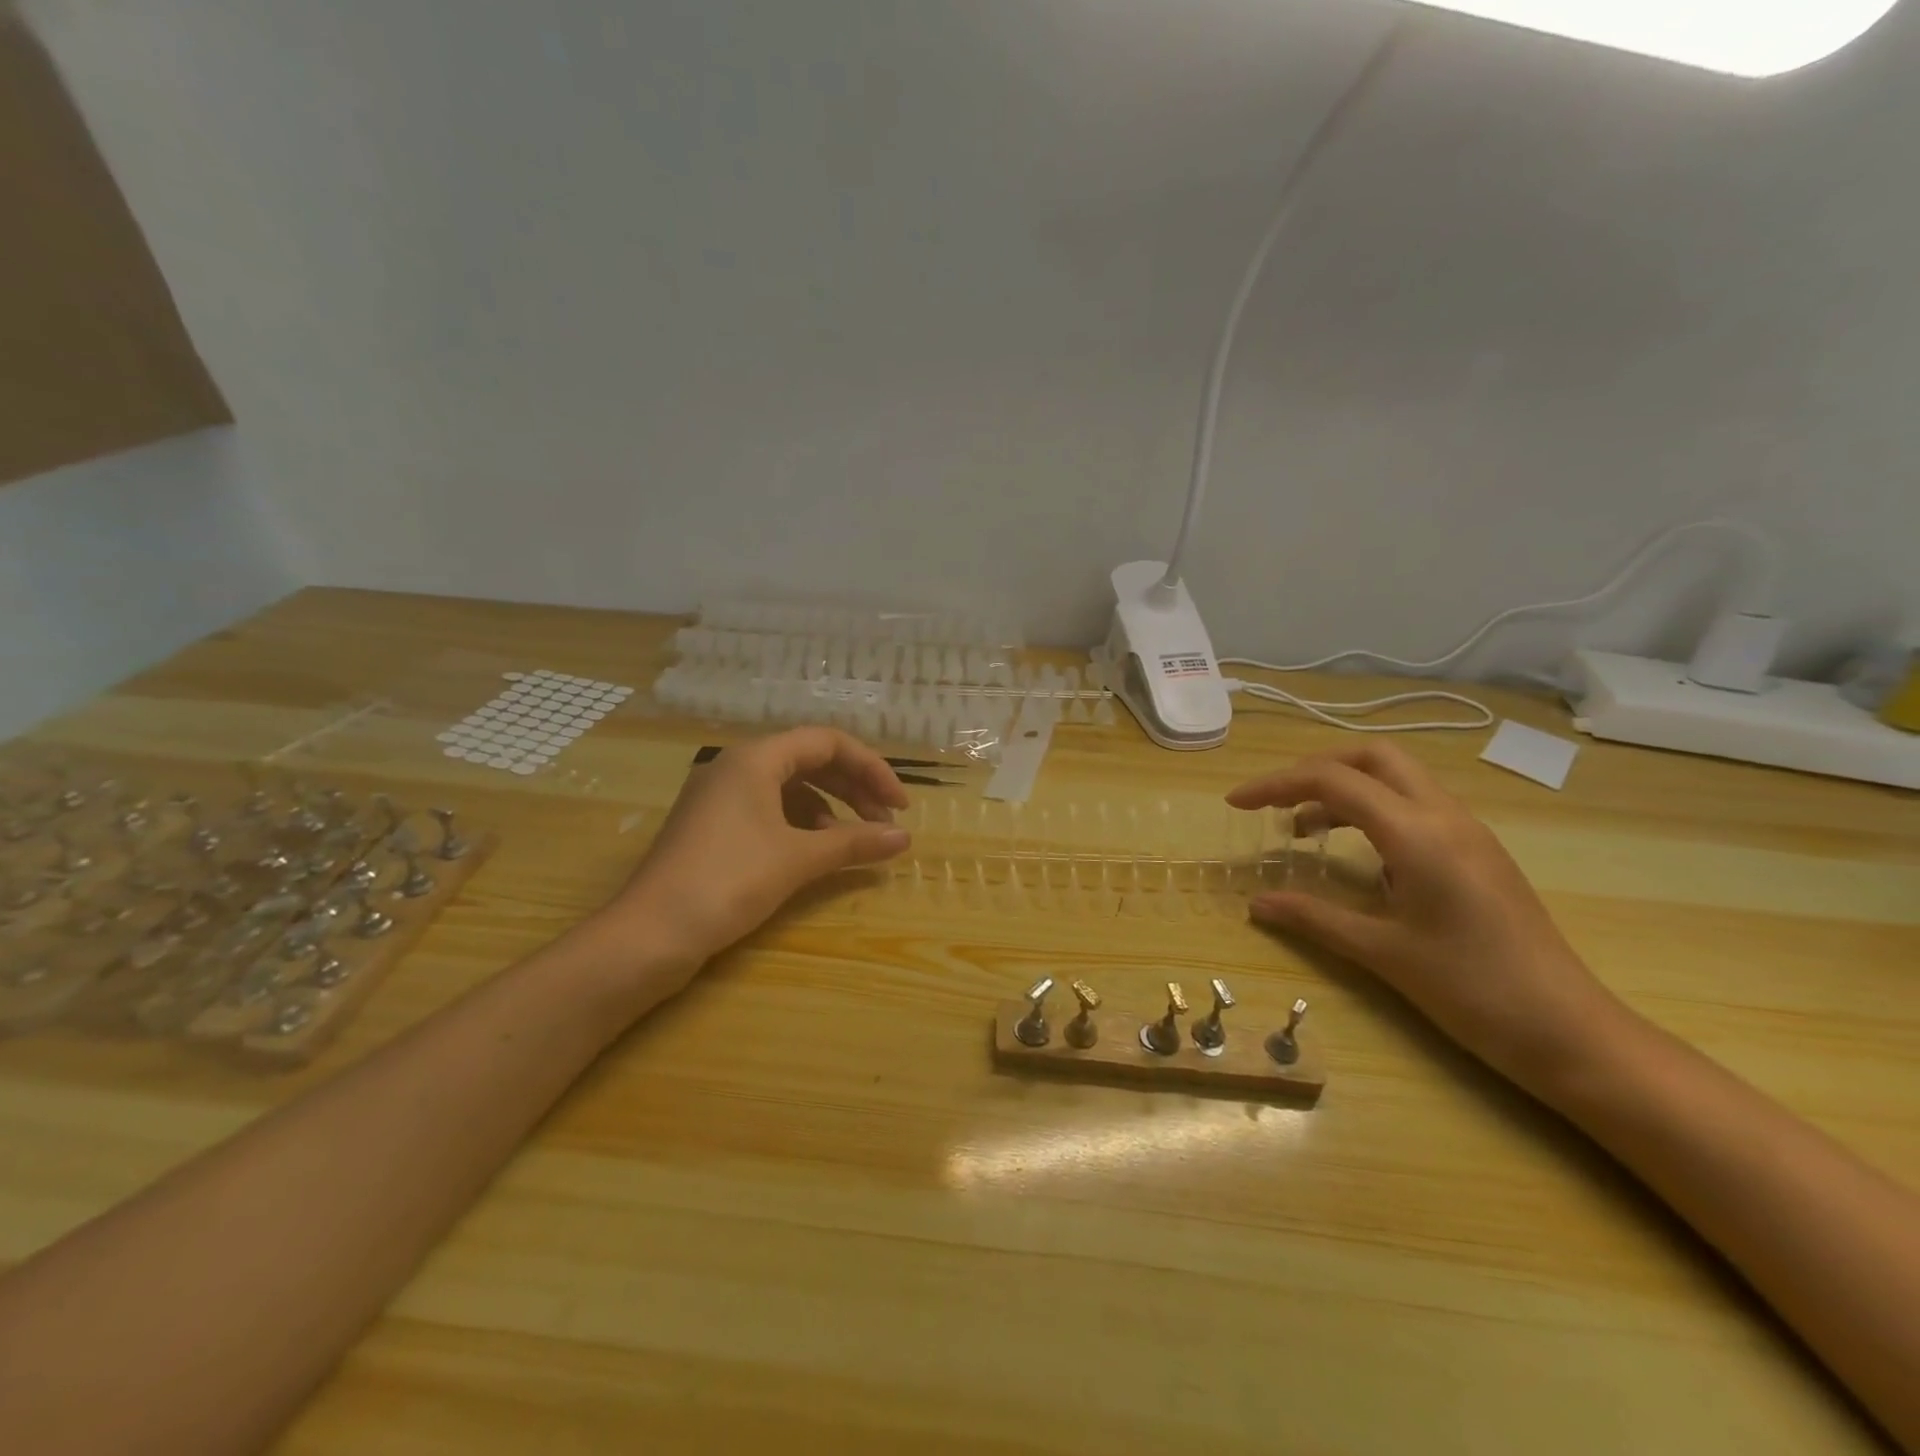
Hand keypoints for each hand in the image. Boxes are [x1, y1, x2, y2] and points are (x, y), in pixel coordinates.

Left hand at [601, 728, 910, 984]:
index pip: (828, 742)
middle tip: (884, 822)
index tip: (899, 805)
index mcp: (755, 758)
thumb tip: (904, 838)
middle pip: (810, 761)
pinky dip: (799, 825)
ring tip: (851, 842)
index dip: (872, 769)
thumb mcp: (798, 859)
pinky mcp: (712, 826)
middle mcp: (736, 766)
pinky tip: (813, 852)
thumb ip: (854, 843)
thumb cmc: (728, 881)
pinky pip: (768, 809)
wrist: (649, 934)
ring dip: (828, 808)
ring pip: (789, 787)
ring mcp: (720, 797)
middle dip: (853, 788)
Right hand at [1229, 744, 1629, 1090]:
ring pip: (1397, 778)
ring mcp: (1468, 832)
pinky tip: (1356, 854)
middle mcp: (1445, 817)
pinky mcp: (1478, 852)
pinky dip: (1372, 811)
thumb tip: (1255, 904)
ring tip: (1303, 829)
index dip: (1276, 785)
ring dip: (1345, 789)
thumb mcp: (1382, 953)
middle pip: (1372, 758)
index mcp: (1418, 834)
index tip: (1236, 804)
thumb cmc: (1472, 991)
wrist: (1570, 1032)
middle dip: (1315, 768)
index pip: (1333, 780)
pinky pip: (1415, 807)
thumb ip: (1313, 918)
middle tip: (1277, 802)